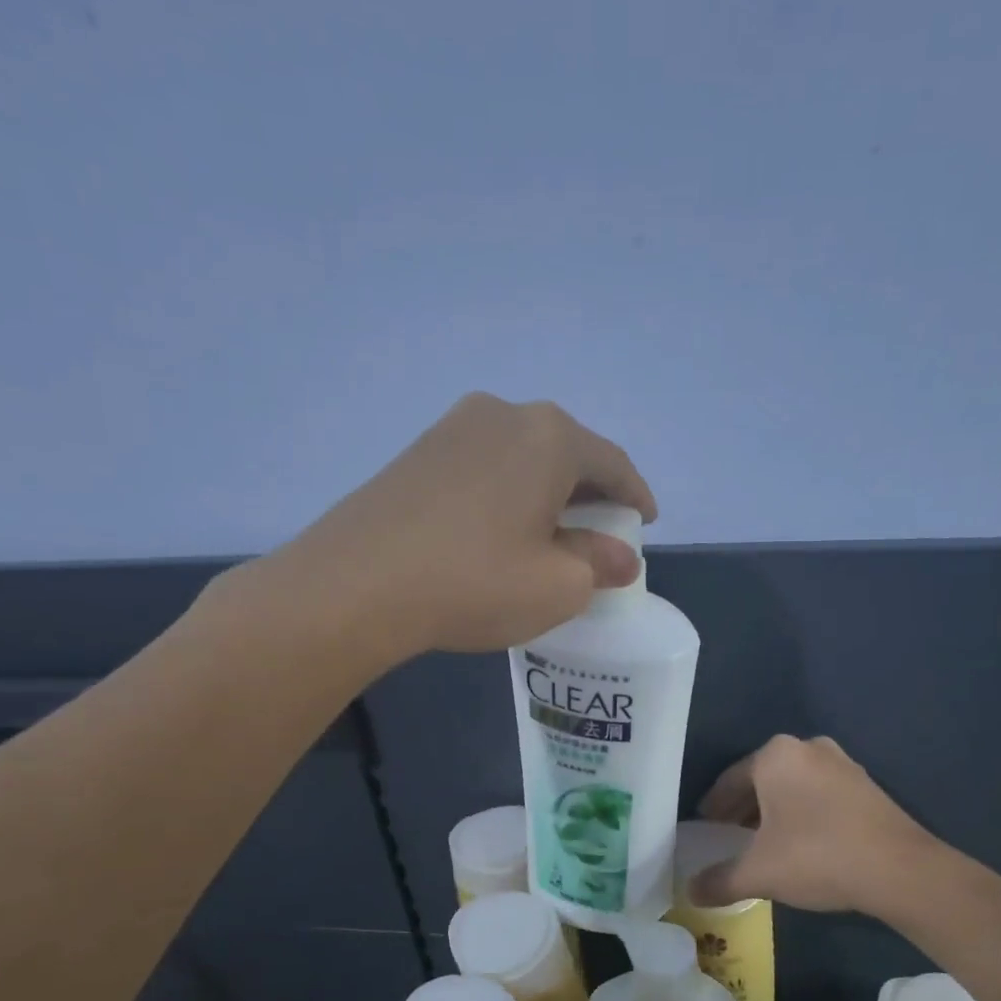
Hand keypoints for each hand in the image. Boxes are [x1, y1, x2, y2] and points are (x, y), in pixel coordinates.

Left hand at [255, 393, 656, 656]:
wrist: (354, 585)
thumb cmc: (474, 581)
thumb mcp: (557, 586)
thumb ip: (599, 565)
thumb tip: (619, 557)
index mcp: (550, 437)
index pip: (613, 463)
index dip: (636, 496)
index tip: (646, 523)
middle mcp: (504, 414)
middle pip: (566, 453)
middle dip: (591, 493)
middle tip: (602, 532)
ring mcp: (453, 428)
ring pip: (522, 458)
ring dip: (546, 492)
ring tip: (552, 533)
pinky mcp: (417, 452)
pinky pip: (484, 467)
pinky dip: (507, 494)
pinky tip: (501, 530)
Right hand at [690, 735, 936, 913]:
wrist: (900, 870)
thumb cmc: (817, 856)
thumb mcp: (759, 872)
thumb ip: (720, 880)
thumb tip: (690, 892)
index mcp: (776, 755)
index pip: (730, 780)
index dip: (713, 807)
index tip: (704, 827)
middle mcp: (807, 748)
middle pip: (762, 780)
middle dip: (743, 808)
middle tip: (728, 836)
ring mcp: (842, 763)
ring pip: (792, 786)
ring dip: (774, 811)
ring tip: (762, 842)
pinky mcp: (866, 785)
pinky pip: (819, 794)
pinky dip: (802, 813)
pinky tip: (800, 843)